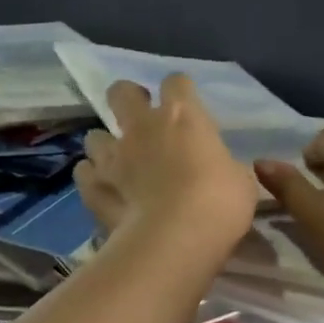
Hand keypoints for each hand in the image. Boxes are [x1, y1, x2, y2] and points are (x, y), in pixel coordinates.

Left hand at [73, 75, 255, 266]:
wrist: (176, 239)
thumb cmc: (219, 204)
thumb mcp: (240, 181)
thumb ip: (223, 166)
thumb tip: (220, 169)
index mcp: (183, 117)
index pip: (176, 83)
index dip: (180, 90)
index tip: (187, 104)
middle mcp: (142, 127)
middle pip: (121, 92)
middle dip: (128, 99)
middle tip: (140, 119)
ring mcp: (112, 157)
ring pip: (94, 136)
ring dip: (106, 146)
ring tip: (118, 163)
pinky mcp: (94, 187)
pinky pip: (84, 173)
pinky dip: (93, 178)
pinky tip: (103, 189)